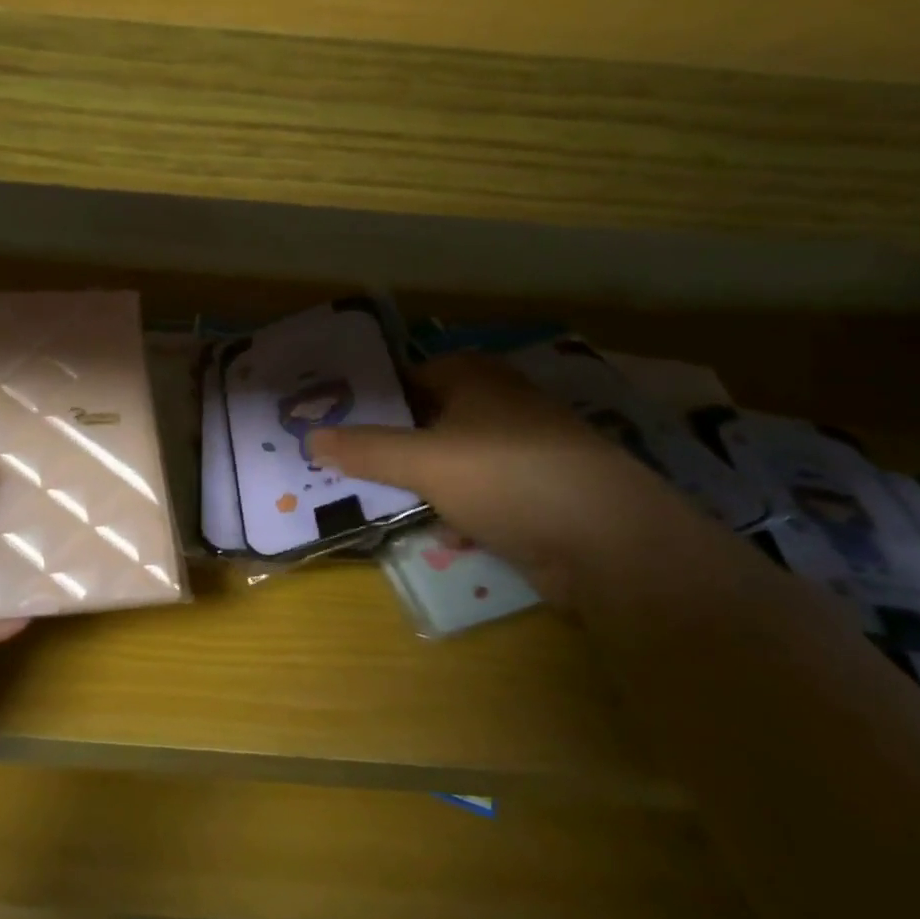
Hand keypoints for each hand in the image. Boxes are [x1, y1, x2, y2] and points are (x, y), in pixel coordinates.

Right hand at [310, 356, 704, 607]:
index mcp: (475, 379)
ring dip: (421, 481)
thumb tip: (310, 437)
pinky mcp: (535, 495)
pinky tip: (438, 533)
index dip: (372, 396)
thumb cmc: (508, 478)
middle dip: (390, 444)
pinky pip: (481, 496)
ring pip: (453, 461)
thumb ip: (366, 450)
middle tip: (341, 464)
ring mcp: (521, 451)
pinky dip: (458, 510)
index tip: (332, 420)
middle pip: (429, 419)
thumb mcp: (425, 461)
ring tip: (374, 500)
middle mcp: (498, 406)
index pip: (409, 375)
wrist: (609, 542)